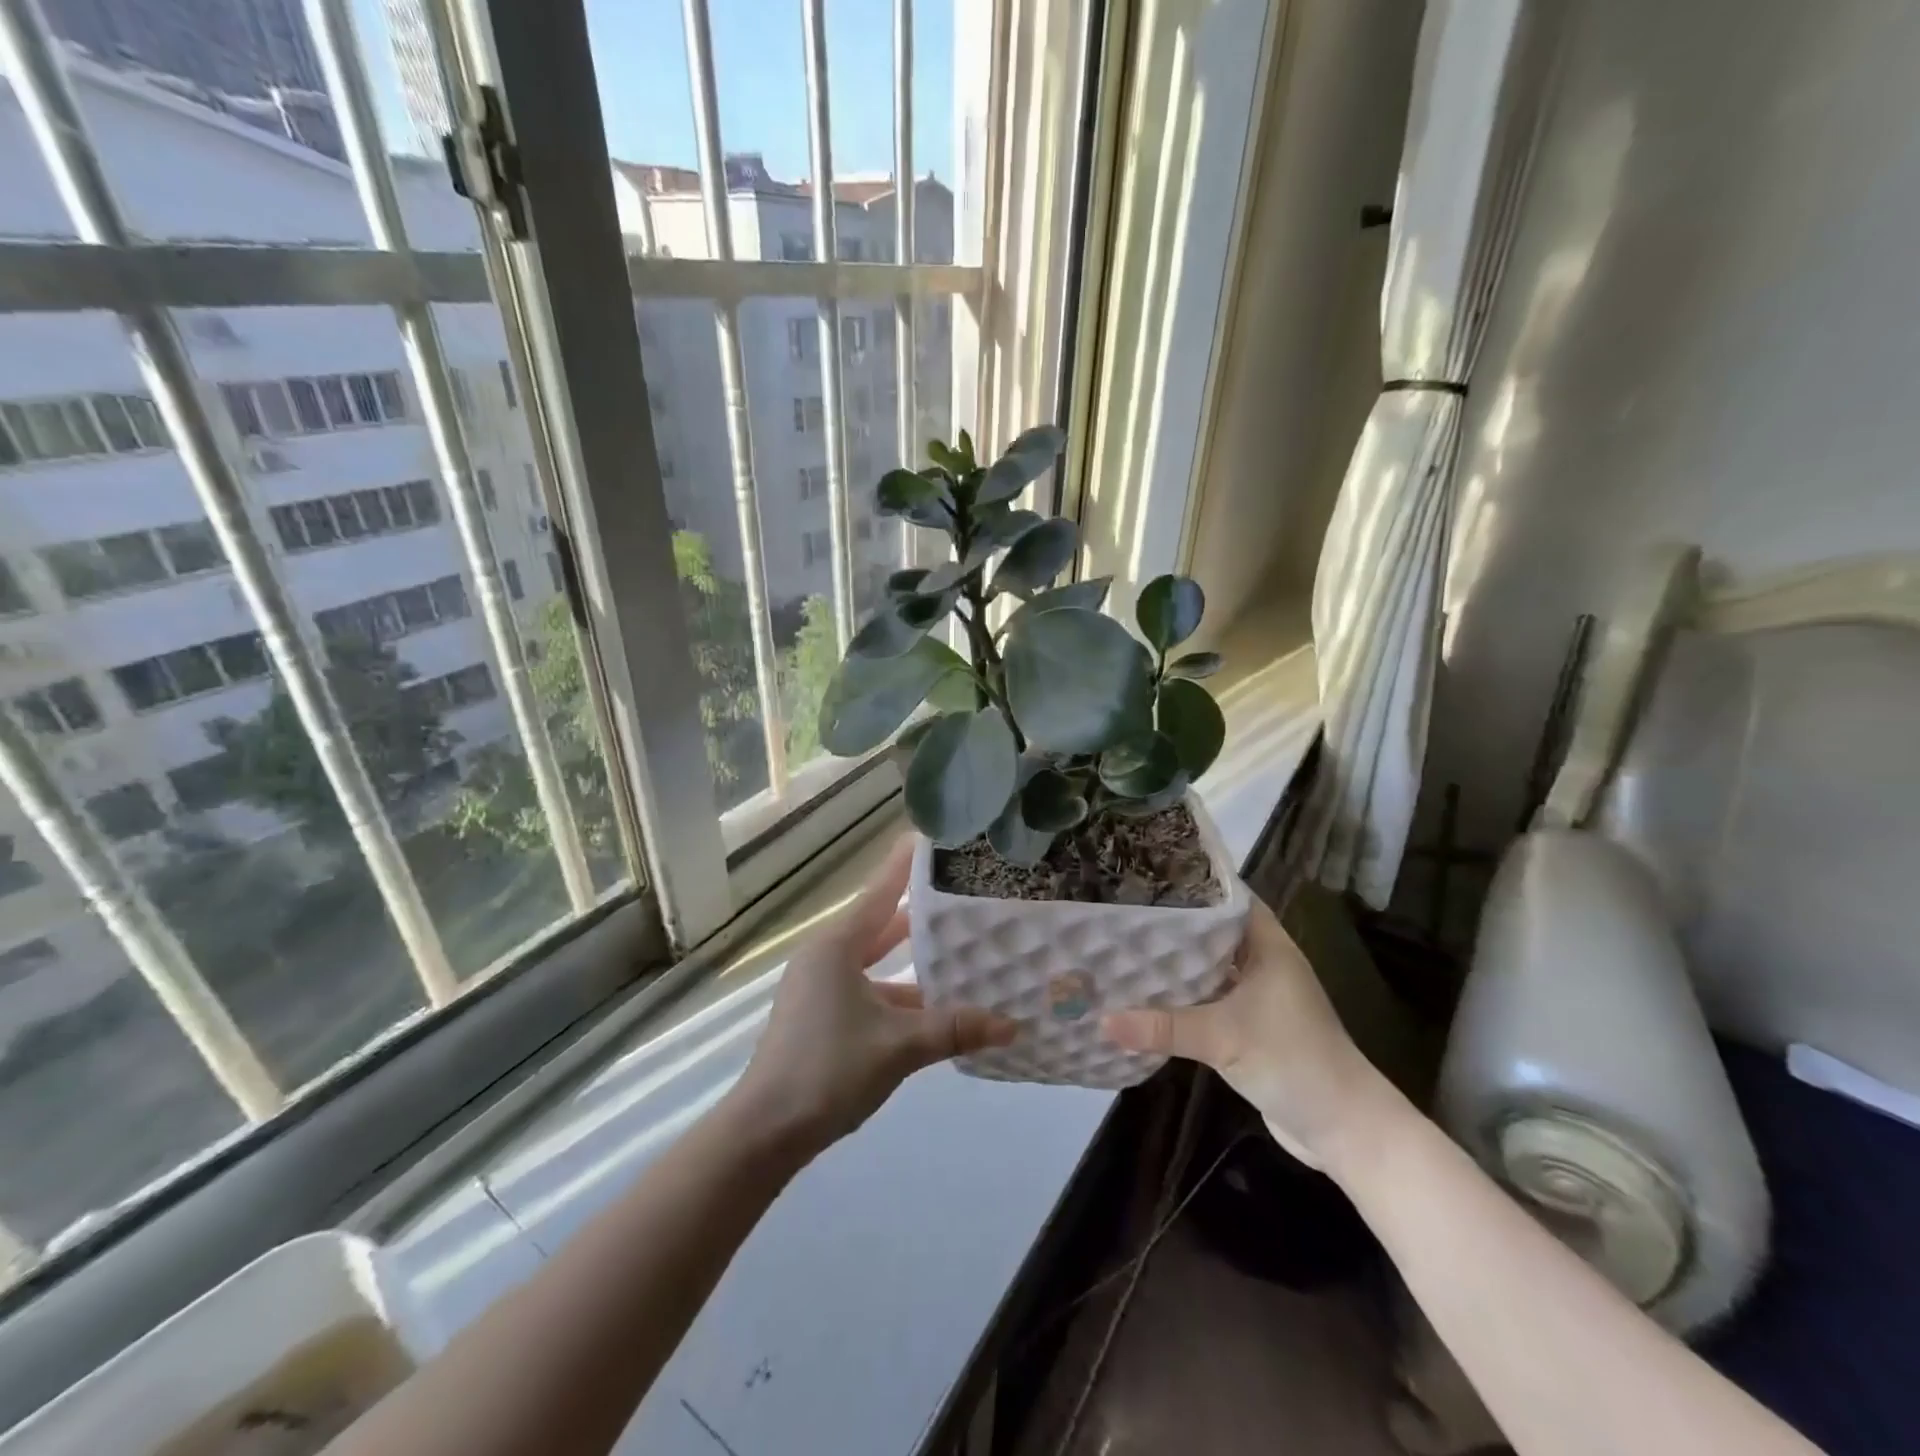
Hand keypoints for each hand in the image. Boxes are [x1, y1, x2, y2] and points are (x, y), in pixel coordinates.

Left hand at [728, 836, 1016, 1156]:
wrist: (765, 1131)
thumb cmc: (829, 1070)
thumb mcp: (899, 1046)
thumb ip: (955, 1029)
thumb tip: (1012, 1025)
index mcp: (837, 947)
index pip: (880, 892)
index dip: (905, 865)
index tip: (931, 837)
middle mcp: (826, 957)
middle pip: (880, 924)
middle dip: (920, 913)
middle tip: (962, 894)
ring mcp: (820, 988)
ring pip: (876, 962)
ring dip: (913, 962)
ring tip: (960, 951)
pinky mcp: (820, 1016)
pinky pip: (868, 990)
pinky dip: (899, 994)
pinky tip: (933, 1008)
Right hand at [1102, 891, 1391, 1169]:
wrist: (1342, 1129)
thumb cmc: (1292, 1060)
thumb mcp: (1222, 1037)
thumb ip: (1163, 1026)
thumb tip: (1101, 1019)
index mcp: (1268, 945)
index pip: (1226, 897)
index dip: (1190, 882)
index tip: (1145, 874)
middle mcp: (1263, 962)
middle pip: (1212, 930)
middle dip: (1172, 922)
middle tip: (1122, 908)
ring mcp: (1257, 996)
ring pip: (1209, 966)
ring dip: (1175, 962)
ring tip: (1123, 944)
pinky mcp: (1249, 1027)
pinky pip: (1209, 999)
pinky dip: (1182, 995)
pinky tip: (1146, 994)